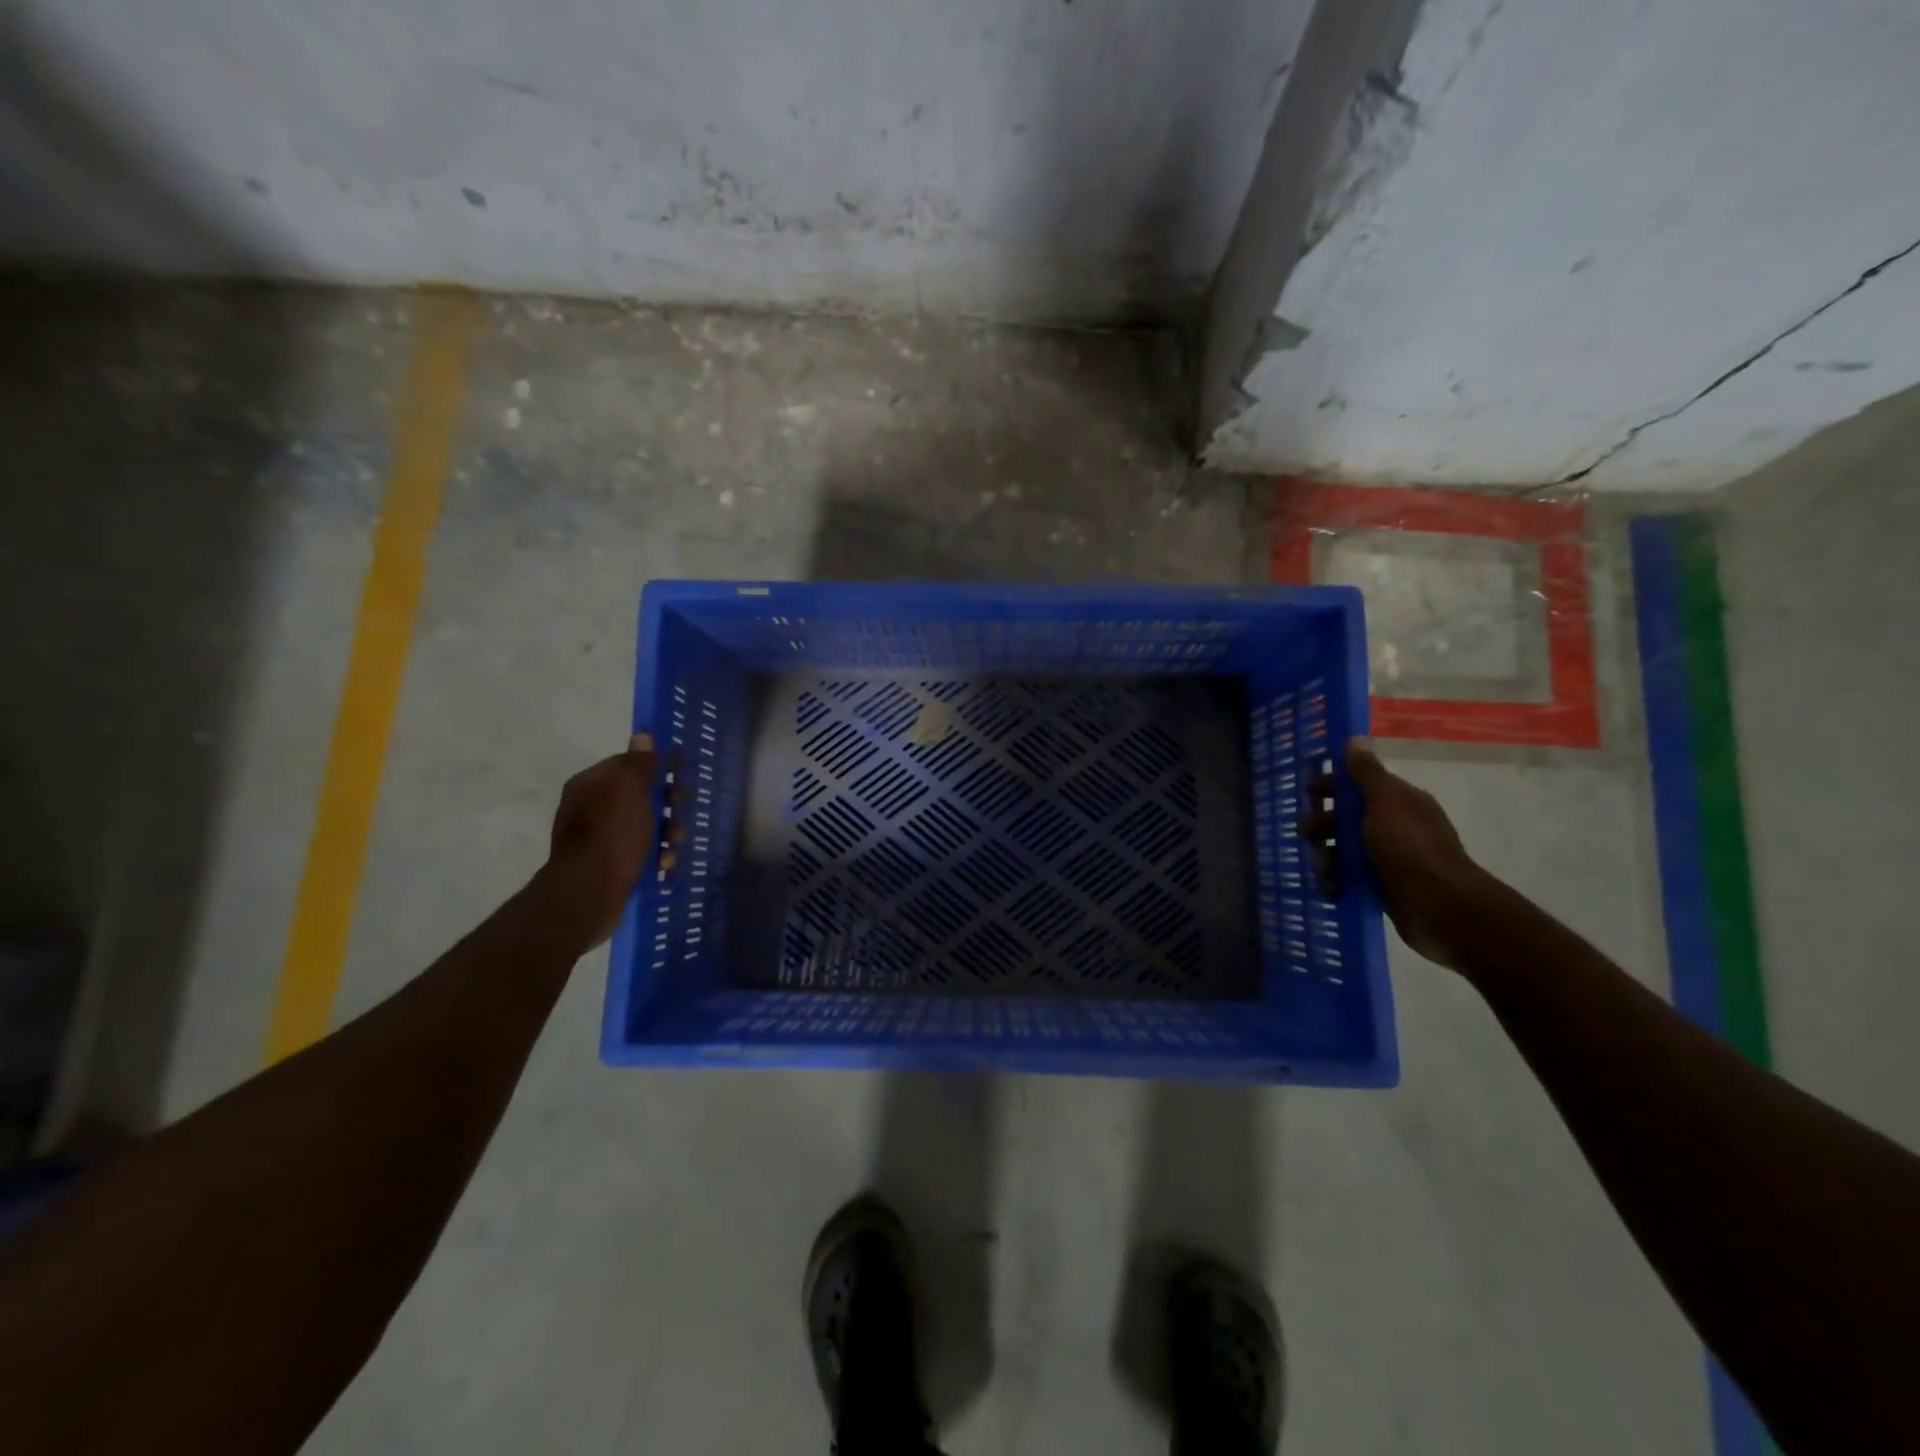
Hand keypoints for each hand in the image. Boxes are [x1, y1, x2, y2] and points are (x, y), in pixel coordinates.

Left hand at [543, 734, 674, 948]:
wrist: (589, 893)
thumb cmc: (613, 834)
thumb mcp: (630, 789)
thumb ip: (639, 763)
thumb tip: (643, 737)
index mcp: (590, 784)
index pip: (628, 765)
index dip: (657, 770)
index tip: (680, 779)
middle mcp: (590, 808)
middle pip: (639, 796)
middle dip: (666, 805)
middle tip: (679, 813)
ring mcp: (597, 838)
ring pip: (644, 826)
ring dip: (666, 833)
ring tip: (673, 847)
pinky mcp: (607, 865)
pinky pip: (639, 852)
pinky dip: (654, 856)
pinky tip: (663, 865)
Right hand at [1309, 738, 1490, 969]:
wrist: (1439, 906)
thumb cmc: (1409, 846)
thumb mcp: (1385, 801)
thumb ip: (1366, 773)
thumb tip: (1355, 739)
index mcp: (1398, 802)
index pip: (1358, 785)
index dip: (1331, 785)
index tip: (1308, 791)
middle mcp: (1394, 827)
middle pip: (1345, 818)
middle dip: (1322, 824)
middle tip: (1307, 834)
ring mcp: (1387, 859)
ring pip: (1342, 850)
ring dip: (1325, 856)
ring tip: (1322, 868)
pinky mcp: (1381, 888)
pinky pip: (1348, 878)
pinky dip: (1334, 881)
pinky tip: (1329, 887)